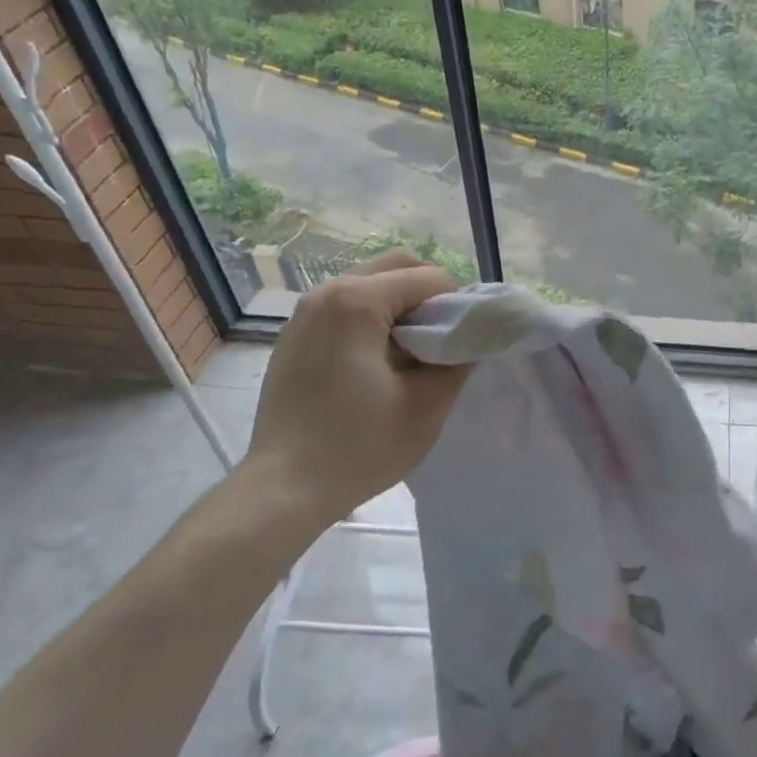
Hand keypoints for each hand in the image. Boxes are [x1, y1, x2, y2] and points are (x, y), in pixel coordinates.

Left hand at [237, 250, 467, 535]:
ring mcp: (303, 312)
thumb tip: (470, 336)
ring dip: (400, 307)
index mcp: (357, 301)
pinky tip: (374, 365)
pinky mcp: (294, 335)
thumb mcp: (429, 405)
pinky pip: (346, 306)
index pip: (430, 278)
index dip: (457, 307)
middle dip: (429, 297)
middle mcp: (326, 292)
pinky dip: (372, 319)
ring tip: (408, 356)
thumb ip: (460, 359)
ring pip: (371, 284)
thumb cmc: (360, 447)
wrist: (285, 488)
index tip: (459, 346)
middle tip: (439, 343)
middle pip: (397, 267)